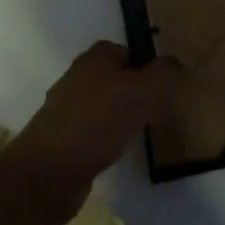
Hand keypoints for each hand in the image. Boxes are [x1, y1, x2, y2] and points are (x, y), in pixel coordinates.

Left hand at [14, 42, 183, 190]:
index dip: (148, 63)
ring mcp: (68, 111)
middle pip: (117, 77)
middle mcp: (78, 79)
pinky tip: (123, 151)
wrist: (47, 174)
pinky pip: (97, 131)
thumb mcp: (141, 92)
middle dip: (140, 90)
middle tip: (164, 107)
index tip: (168, 83)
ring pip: (107, 105)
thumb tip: (177, 65)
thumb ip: (164, 75)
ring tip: (148, 130)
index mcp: (94, 60)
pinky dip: (112, 137)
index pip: (126, 49)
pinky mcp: (65, 140)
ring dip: (126, 115)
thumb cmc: (95, 124)